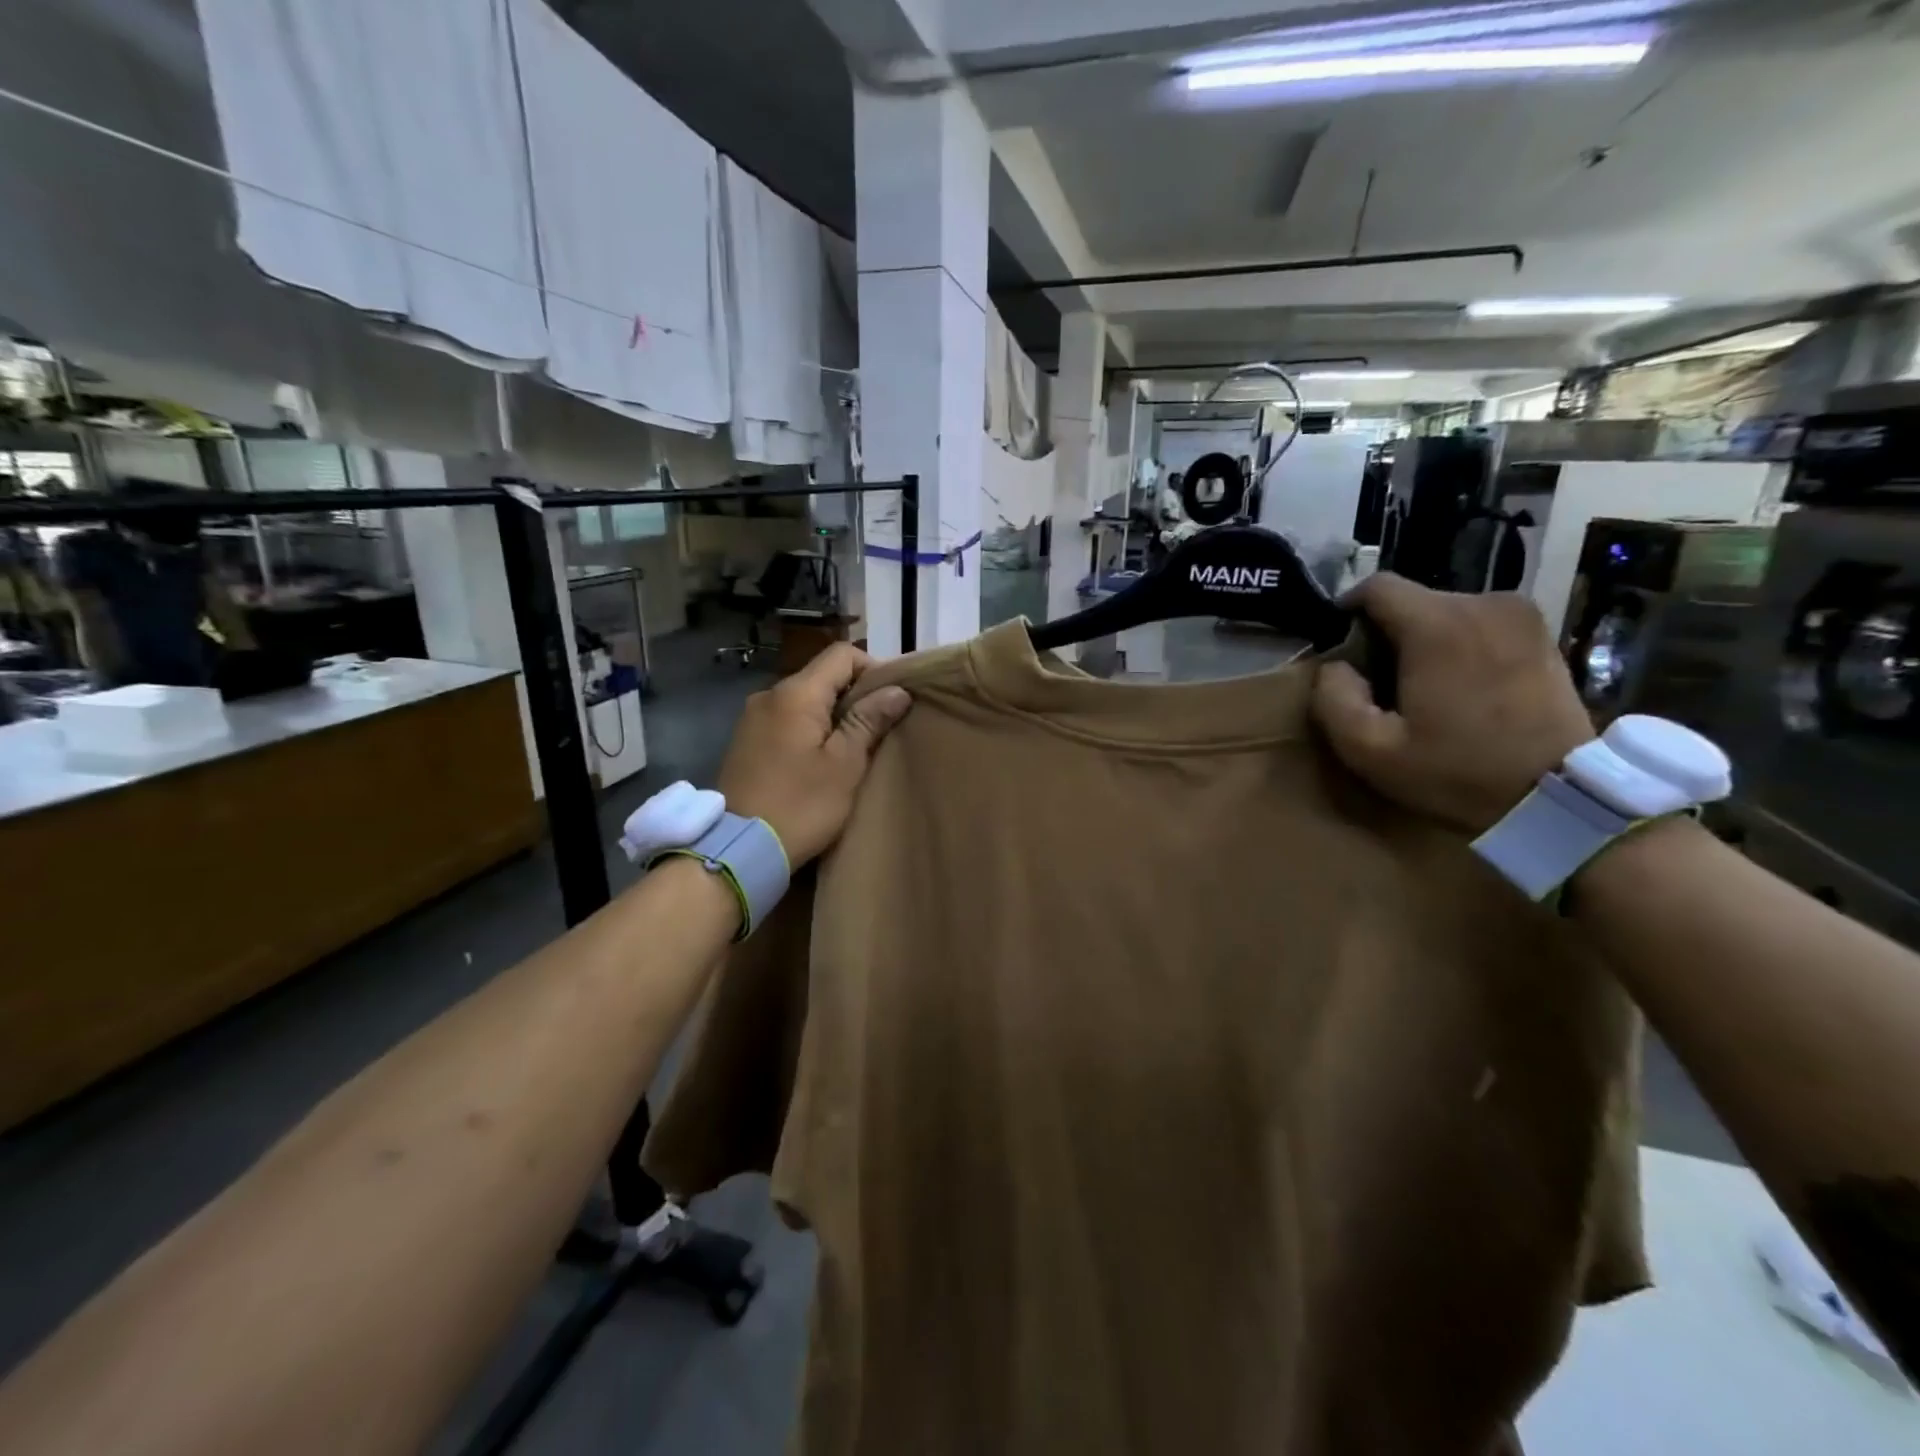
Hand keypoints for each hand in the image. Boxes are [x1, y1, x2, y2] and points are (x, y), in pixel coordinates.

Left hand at [718, 644, 912, 865]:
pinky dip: (810, 730)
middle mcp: (769, 695)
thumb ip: (869, 721)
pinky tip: (821, 760)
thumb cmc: (801, 805)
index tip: (892, 701)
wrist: (738, 850)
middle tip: (880, 728)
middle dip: (855, 695)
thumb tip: (897, 690)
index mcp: (795, 693)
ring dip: (833, 715)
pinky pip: (787, 721)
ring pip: (805, 700)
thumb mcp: (845, 764)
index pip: (842, 654)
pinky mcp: (745, 742)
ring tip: (854, 747)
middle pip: (822, 676)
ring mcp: (752, 718)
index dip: (874, 669)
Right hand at [1311, 573, 1594, 834]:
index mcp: (1438, 625)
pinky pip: (1480, 622)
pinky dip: (1460, 643)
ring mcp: (1520, 614)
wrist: (1557, 795)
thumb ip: (1333, 699)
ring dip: (1424, 638)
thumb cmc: (1456, 772)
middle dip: (1388, 631)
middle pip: (1413, 599)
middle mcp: (1482, 603)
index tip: (1341, 644)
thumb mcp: (1370, 750)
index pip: (1377, 586)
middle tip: (1380, 679)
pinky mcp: (1541, 632)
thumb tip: (1335, 666)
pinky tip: (1461, 684)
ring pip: (1446, 610)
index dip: (1348, 609)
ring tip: (1422, 684)